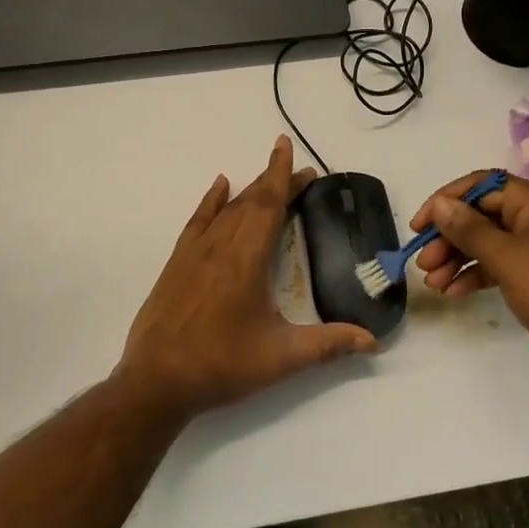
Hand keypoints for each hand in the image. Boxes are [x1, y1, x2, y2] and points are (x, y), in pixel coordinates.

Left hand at [114, 136, 376, 421]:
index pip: (269, 204)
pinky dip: (211, 201)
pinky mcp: (176, 263)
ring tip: (270, 179)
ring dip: (251, 190)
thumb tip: (373, 341)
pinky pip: (198, 220)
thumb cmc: (221, 366)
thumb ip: (328, 344)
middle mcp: (220, 246)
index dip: (282, 174)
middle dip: (277, 182)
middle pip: (252, 202)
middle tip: (302, 174)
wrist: (156, 382)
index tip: (287, 146)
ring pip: (227, 209)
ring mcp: (194, 252)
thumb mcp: (282, 358)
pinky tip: (220, 186)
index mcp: (247, 259)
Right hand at [410, 171, 528, 387]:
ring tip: (433, 283)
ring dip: (459, 258)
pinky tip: (454, 292)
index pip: (480, 185)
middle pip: (482, 214)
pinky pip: (503, 264)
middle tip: (423, 262)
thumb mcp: (506, 258)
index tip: (418, 226)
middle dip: (449, 237)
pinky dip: (478, 274)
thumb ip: (468, 229)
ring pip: (490, 241)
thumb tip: (440, 204)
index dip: (445, 201)